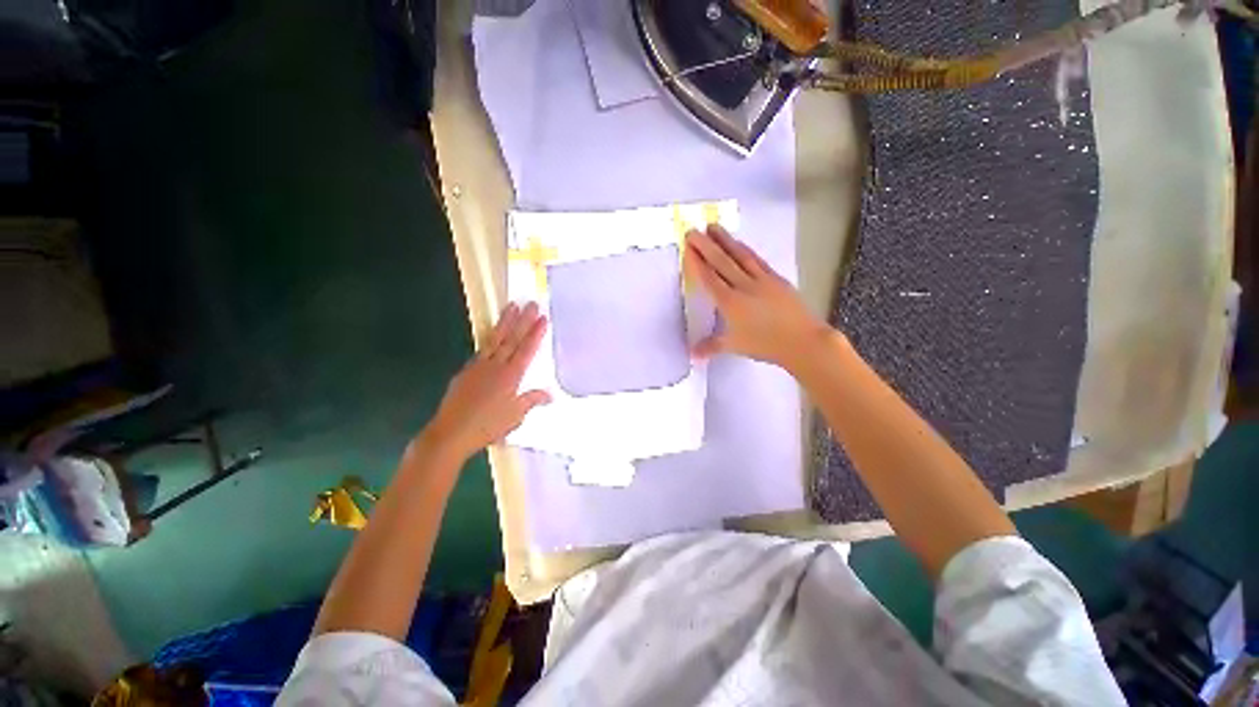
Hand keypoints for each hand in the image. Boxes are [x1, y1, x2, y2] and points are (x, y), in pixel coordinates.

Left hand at [420, 302, 550, 461]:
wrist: (451, 432)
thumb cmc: (487, 426)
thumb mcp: (516, 416)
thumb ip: (532, 400)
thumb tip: (550, 394)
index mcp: (511, 375)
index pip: (526, 349)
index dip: (536, 333)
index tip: (543, 318)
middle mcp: (495, 365)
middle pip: (511, 338)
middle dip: (523, 320)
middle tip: (530, 303)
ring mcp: (479, 366)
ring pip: (495, 339)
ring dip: (505, 322)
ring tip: (511, 307)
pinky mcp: (466, 371)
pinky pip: (482, 350)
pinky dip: (490, 340)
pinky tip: (492, 337)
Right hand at [684, 224, 829, 371]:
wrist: (803, 340)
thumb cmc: (765, 345)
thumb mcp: (735, 346)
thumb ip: (711, 346)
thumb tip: (692, 354)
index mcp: (730, 303)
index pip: (709, 278)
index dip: (697, 262)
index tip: (688, 247)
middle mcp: (743, 286)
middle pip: (721, 262)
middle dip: (705, 245)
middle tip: (692, 231)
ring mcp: (761, 279)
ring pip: (739, 255)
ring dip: (725, 240)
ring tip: (713, 226)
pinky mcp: (776, 278)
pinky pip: (756, 260)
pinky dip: (745, 249)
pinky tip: (739, 243)